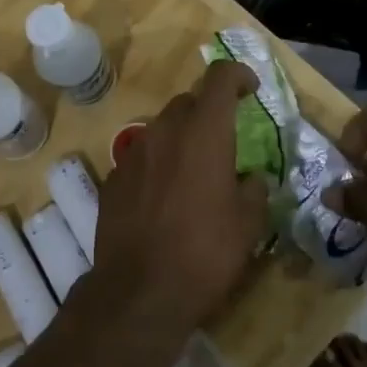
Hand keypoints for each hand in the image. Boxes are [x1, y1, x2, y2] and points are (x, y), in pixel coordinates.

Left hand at [92, 59, 270, 335]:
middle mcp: (164, 132)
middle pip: (187, 102)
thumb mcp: (248, 224)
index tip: (250, 88)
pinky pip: (141, 157)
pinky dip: (157, 164)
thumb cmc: (205, 253)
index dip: (237, 74)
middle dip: (207, 111)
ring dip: (180, 138)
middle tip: (223, 140)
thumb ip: (254, 189)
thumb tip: (250, 178)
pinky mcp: (112, 179)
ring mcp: (133, 154)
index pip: (219, 78)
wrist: (139, 292)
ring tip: (193, 172)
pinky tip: (163, 197)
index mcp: (204, 133)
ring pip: (161, 129)